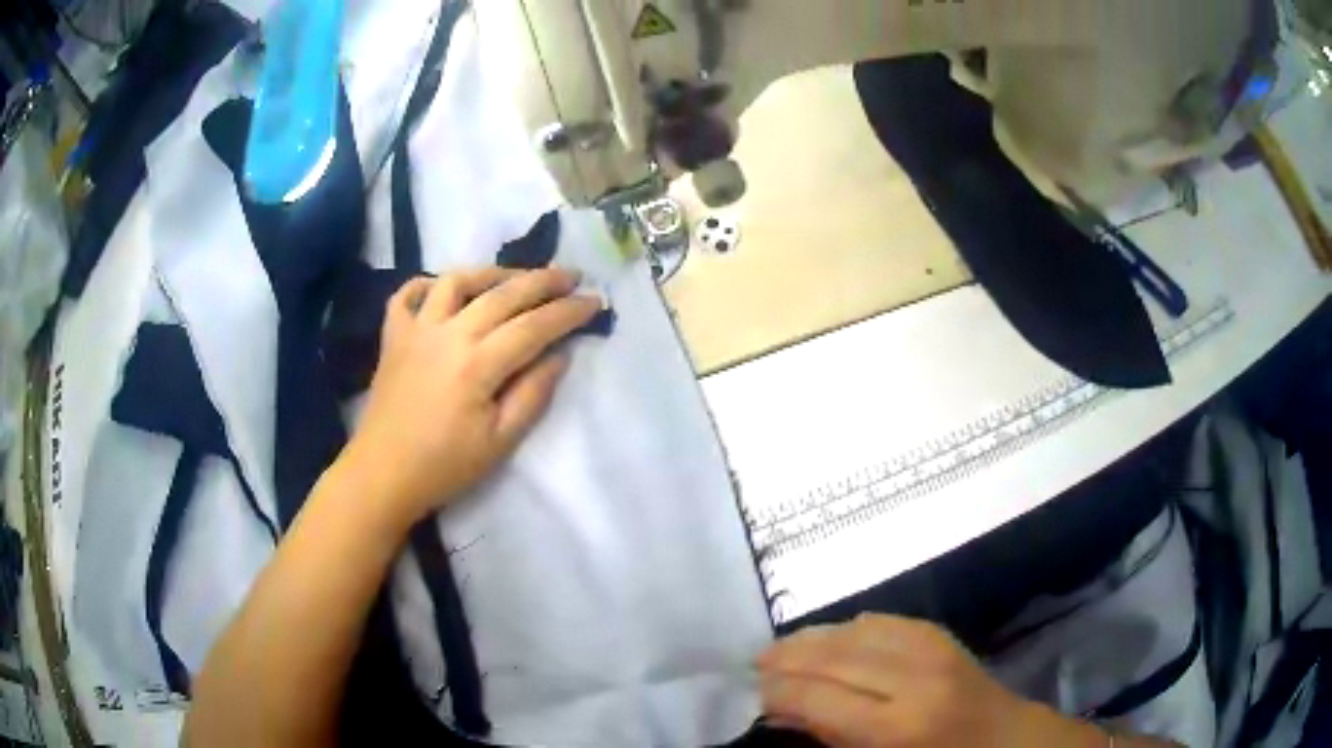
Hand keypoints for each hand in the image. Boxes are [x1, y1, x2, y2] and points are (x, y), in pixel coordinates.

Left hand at [341, 267, 599, 525]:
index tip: (596, 301)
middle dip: (543, 280)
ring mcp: (416, 330)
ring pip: (456, 281)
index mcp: (477, 365)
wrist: (383, 474)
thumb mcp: (500, 443)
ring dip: (491, 272)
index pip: (534, 326)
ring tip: (514, 278)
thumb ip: (533, 395)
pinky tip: (443, 289)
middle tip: (572, 275)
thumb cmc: (444, 466)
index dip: (568, 311)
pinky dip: (427, 283)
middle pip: (503, 294)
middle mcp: (448, 334)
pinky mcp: (393, 336)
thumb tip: (560, 356)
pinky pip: (407, 295)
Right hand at [757, 614, 1105, 747]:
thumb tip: (783, 713)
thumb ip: (828, 738)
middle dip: (788, 657)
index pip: (818, 698)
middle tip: (758, 663)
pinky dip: (849, 628)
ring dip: (814, 637)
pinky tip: (831, 638)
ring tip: (783, 648)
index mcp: (896, 727)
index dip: (780, 692)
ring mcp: (930, 649)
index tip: (756, 693)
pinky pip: (883, 621)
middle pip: (833, 657)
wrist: (1003, 740)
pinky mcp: (939, 634)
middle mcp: (912, 680)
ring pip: (855, 631)